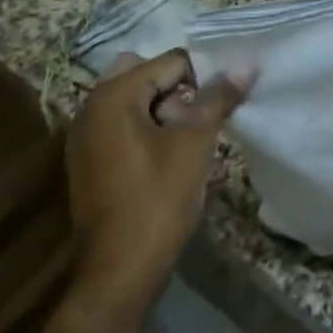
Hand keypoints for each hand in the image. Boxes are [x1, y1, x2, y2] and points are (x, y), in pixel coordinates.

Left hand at [66, 50, 255, 301]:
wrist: (119, 271)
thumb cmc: (158, 198)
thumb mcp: (196, 142)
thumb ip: (218, 97)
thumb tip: (247, 64)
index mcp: (113, 96)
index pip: (170, 62)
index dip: (203, 75)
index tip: (225, 98)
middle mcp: (91, 107)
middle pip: (146, 74)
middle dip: (179, 86)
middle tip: (204, 112)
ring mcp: (86, 136)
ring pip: (134, 99)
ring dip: (165, 107)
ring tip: (194, 133)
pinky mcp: (90, 160)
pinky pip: (123, 123)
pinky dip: (148, 126)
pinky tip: (173, 152)